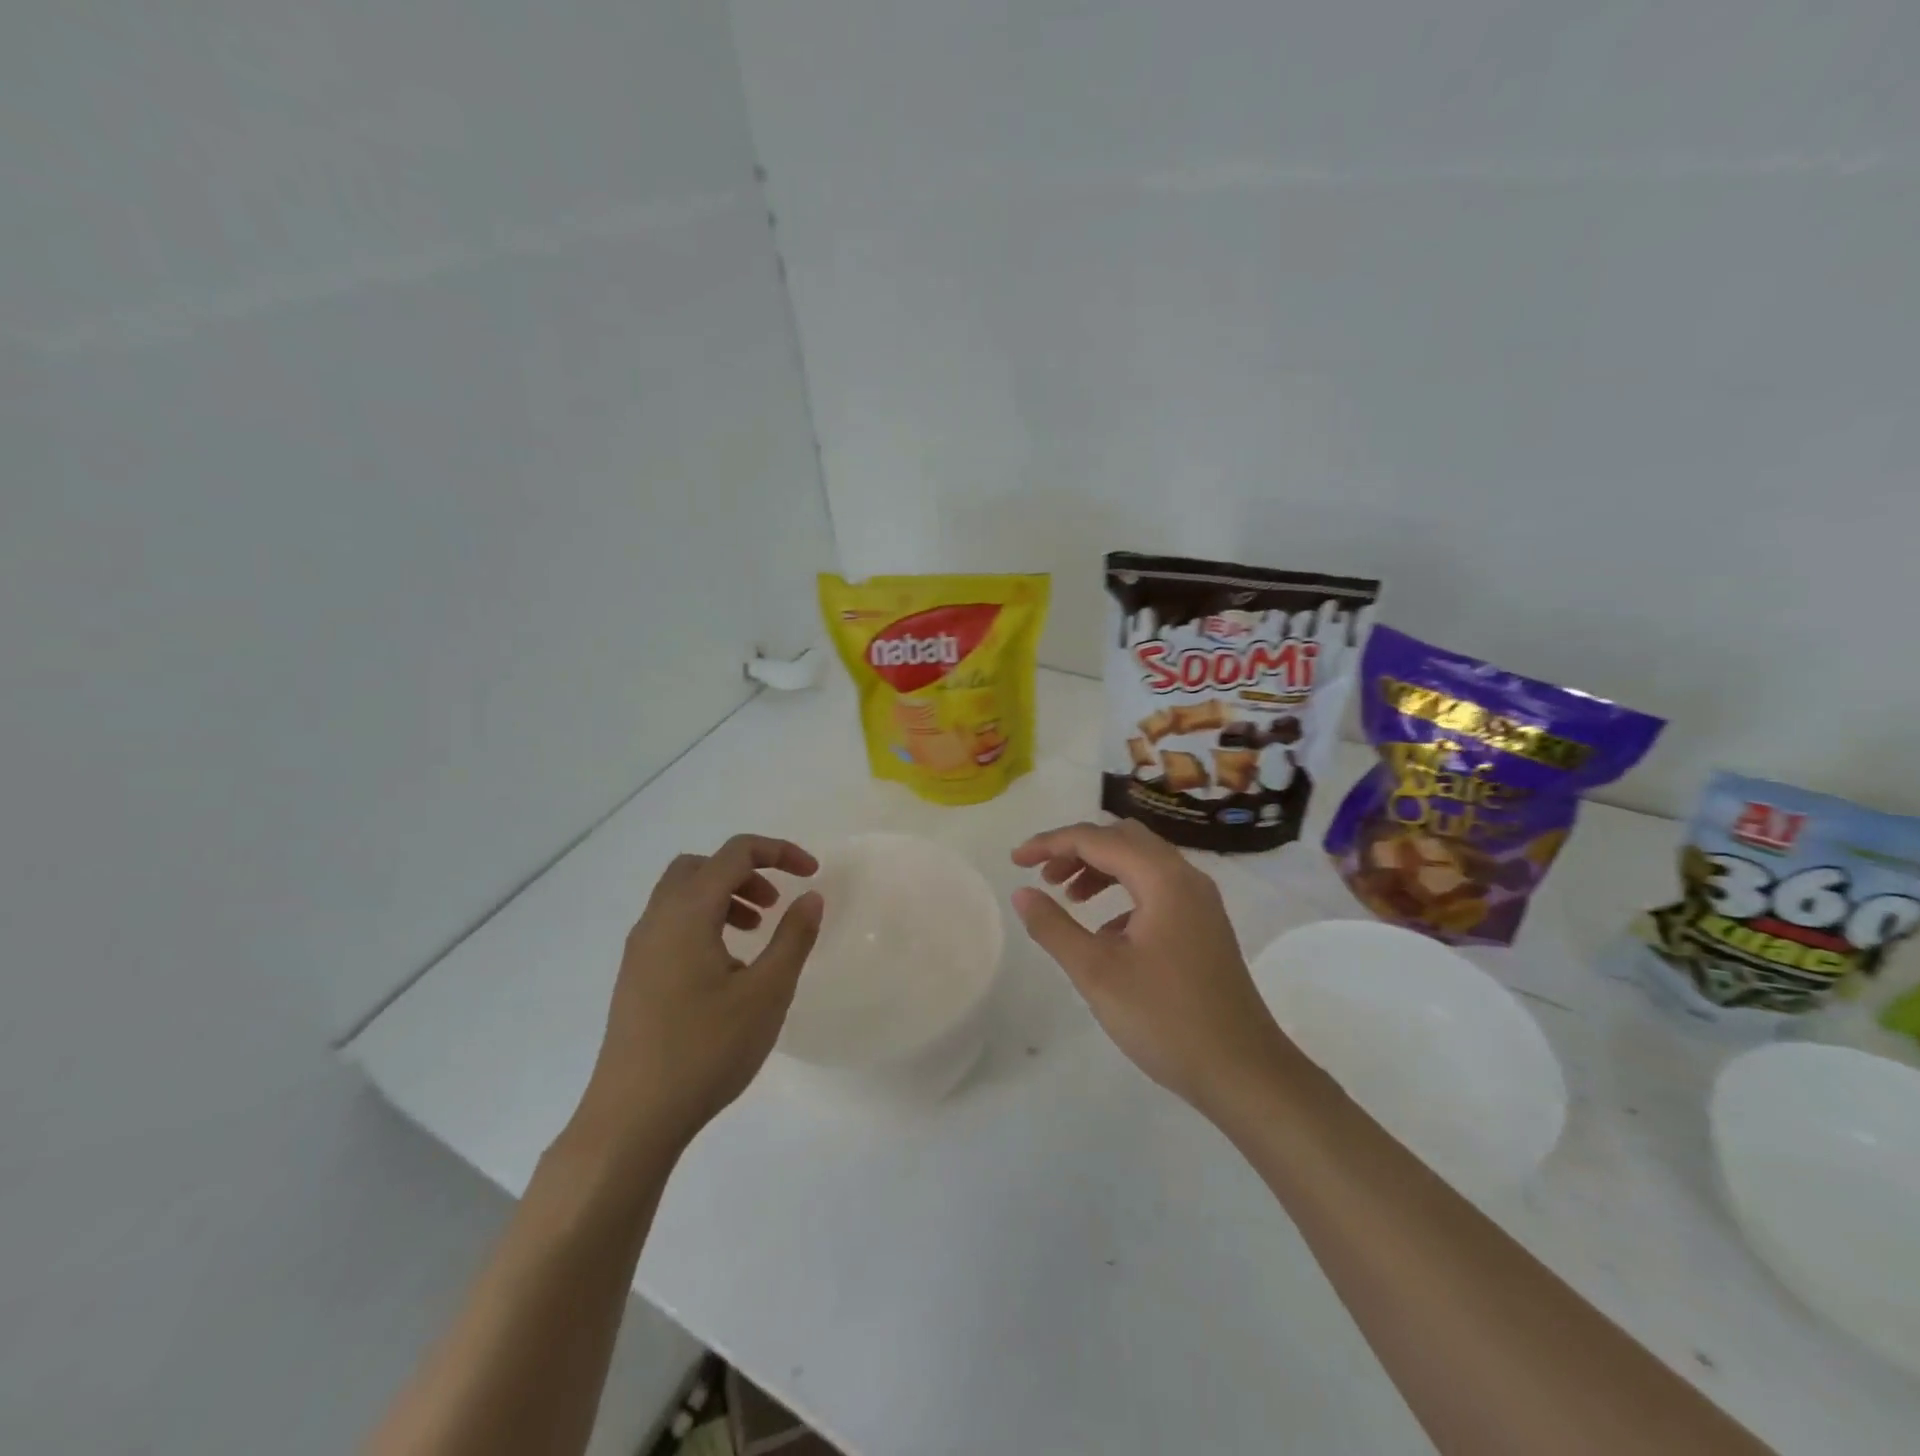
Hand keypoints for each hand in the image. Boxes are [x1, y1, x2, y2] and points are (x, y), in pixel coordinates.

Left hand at [573, 835, 822, 1159]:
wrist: (631, 1119)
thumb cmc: (705, 1050)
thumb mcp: (767, 993)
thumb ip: (793, 938)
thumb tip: (810, 897)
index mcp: (687, 913)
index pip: (735, 853)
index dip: (779, 851)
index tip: (812, 874)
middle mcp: (657, 921)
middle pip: (702, 866)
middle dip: (746, 872)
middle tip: (775, 904)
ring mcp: (639, 951)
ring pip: (683, 896)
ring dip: (724, 897)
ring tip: (756, 933)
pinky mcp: (635, 978)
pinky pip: (672, 926)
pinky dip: (705, 923)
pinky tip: (727, 970)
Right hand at [1011, 820, 1293, 1115]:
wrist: (1244, 1072)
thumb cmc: (1166, 1019)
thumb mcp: (1097, 973)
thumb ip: (1054, 927)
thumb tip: (1022, 892)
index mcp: (1163, 878)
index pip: (1097, 839)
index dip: (1050, 843)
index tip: (1015, 860)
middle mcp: (1186, 878)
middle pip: (1123, 839)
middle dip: (1077, 849)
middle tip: (1044, 876)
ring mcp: (1200, 903)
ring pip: (1142, 862)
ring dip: (1100, 869)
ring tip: (1068, 897)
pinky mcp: (1204, 926)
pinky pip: (1157, 889)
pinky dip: (1123, 894)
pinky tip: (1106, 932)